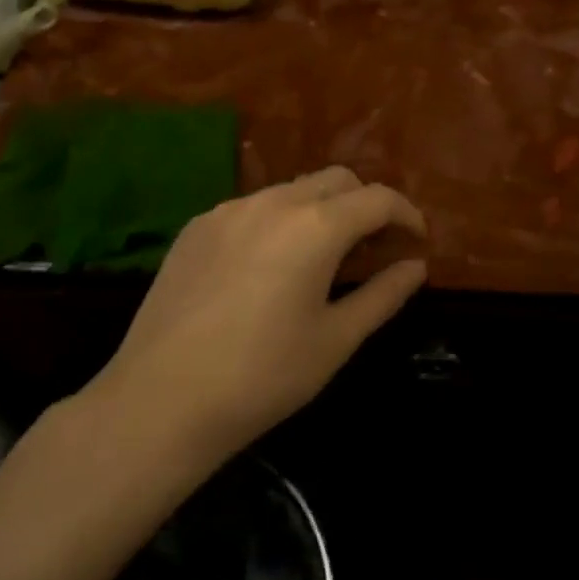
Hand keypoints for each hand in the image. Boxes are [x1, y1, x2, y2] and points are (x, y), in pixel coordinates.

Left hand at [97, 167, 427, 463]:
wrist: (161, 399)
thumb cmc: (263, 376)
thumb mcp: (335, 340)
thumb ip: (383, 295)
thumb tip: (415, 267)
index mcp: (315, 226)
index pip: (376, 199)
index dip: (406, 214)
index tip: (416, 239)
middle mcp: (272, 202)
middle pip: (335, 180)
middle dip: (364, 203)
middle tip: (374, 246)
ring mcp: (228, 210)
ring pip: (291, 189)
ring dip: (320, 209)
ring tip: (323, 255)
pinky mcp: (196, 227)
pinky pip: (252, 208)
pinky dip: (278, 221)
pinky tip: (270, 265)